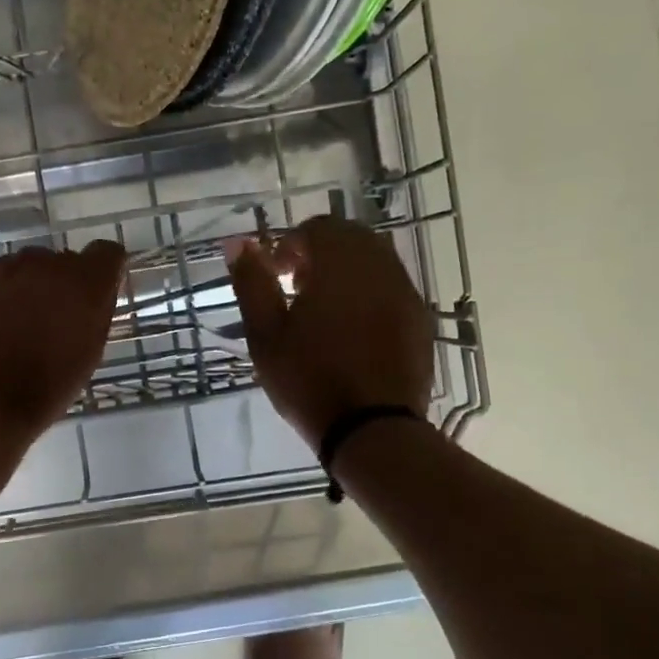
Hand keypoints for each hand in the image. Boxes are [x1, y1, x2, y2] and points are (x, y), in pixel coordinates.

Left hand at [0, 240, 125, 442]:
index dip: (105, 271)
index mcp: (85, 283)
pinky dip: (5, 292)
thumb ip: (97, 311)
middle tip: (56, 319)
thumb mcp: (90, 352)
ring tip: (22, 324)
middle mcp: (49, 264)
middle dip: (65, 283)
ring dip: (34, 286)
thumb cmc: (48, 388)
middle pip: (67, 260)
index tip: (98, 294)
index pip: (107, 253)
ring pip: (32, 267)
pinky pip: (3, 276)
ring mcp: (10, 267)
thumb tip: (98, 291)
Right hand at [227, 216, 433, 449]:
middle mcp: (380, 268)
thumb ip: (252, 282)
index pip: (317, 228)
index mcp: (341, 265)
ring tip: (322, 309)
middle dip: (319, 252)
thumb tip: (238, 242)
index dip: (289, 245)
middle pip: (350, 237)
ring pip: (375, 260)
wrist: (372, 430)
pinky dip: (369, 291)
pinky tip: (352, 328)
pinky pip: (392, 287)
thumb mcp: (265, 333)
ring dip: (346, 270)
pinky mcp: (420, 320)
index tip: (274, 276)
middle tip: (295, 287)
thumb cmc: (309, 379)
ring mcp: (406, 293)